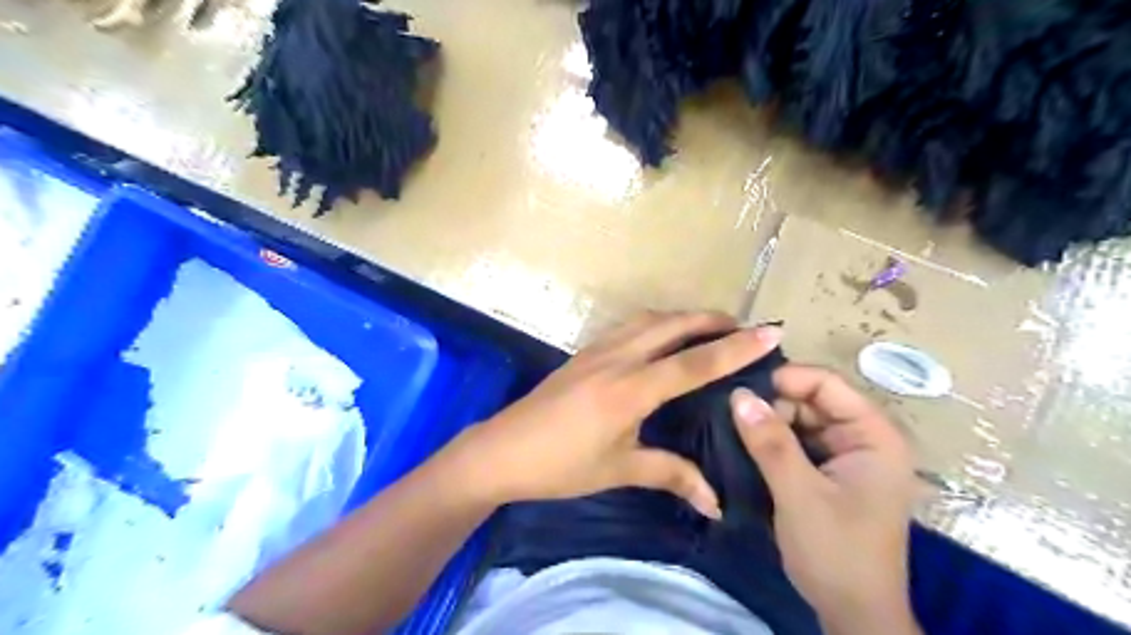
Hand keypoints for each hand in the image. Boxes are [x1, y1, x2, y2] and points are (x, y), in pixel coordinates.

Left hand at [447, 308, 783, 521]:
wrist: (500, 451)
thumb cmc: (560, 466)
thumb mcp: (619, 470)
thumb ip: (670, 475)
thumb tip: (716, 503)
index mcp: (630, 389)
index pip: (694, 363)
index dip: (735, 348)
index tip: (770, 333)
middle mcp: (617, 359)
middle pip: (672, 325)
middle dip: (711, 320)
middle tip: (742, 327)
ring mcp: (596, 351)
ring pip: (648, 320)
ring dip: (682, 318)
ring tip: (707, 328)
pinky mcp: (583, 353)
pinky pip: (628, 327)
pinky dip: (655, 324)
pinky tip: (661, 338)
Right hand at [734, 366, 916, 631]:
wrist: (853, 614)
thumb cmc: (836, 552)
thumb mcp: (799, 493)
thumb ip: (770, 442)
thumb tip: (738, 395)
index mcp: (874, 436)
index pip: (828, 384)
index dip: (785, 379)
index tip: (741, 389)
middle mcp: (863, 438)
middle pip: (812, 400)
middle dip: (773, 405)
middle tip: (731, 416)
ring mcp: (846, 456)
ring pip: (800, 420)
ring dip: (769, 424)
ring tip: (732, 430)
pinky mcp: (829, 473)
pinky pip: (797, 442)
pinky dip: (773, 442)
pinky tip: (746, 447)